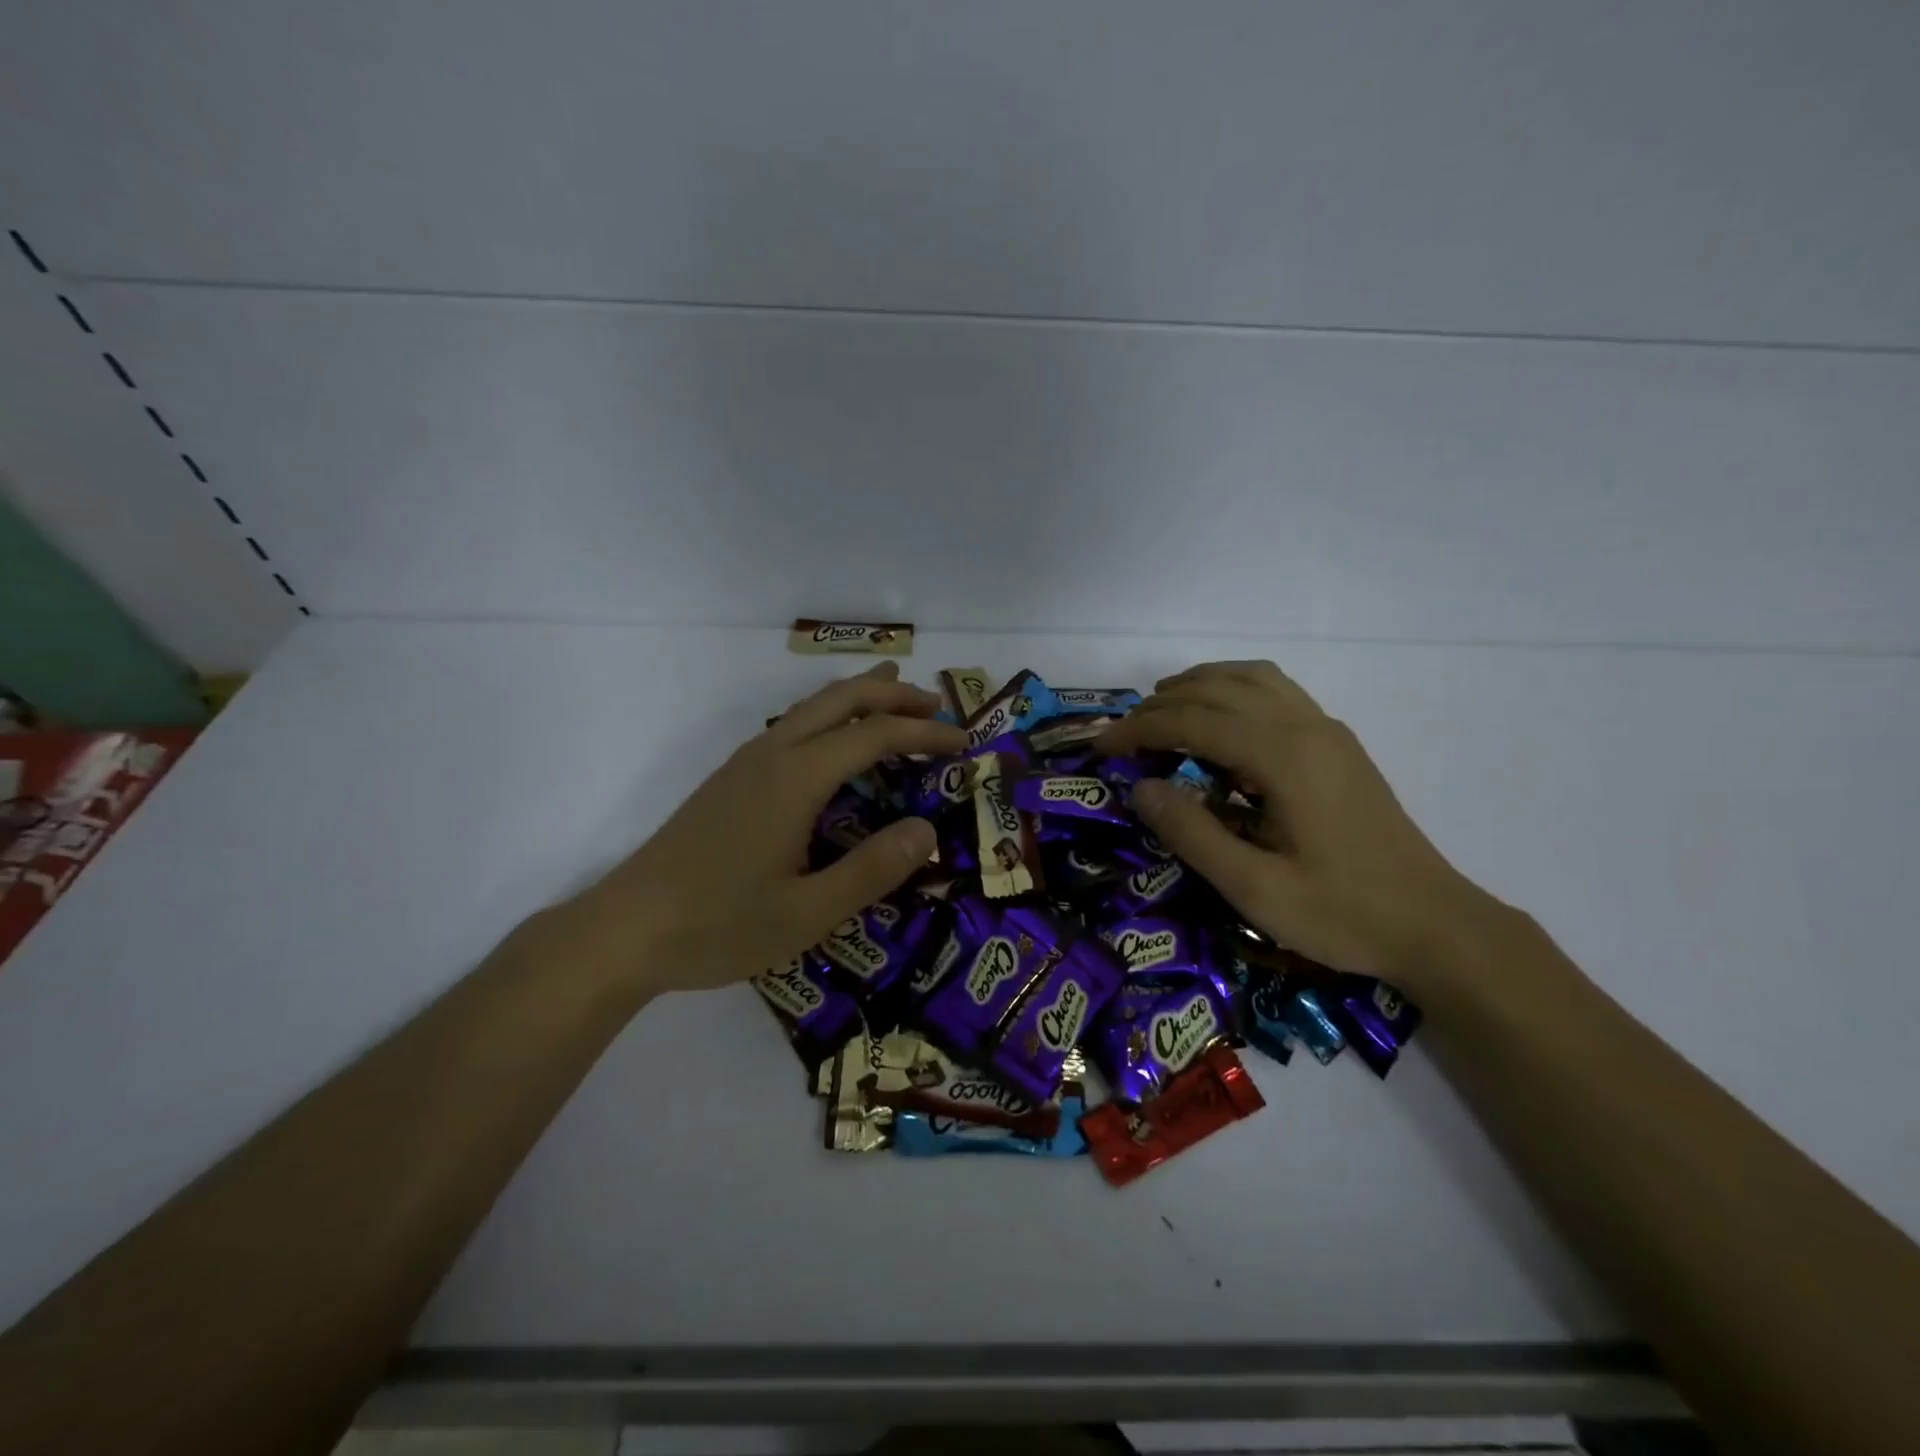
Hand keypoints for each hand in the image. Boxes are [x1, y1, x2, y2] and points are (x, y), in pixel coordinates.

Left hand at [542, 662, 965, 994]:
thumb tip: (927, 830)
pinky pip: (793, 726)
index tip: (963, 741)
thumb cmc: (719, 925)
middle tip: (937, 704)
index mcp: (796, 778)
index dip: (923, 732)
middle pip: (841, 700)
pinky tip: (835, 744)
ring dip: (859, 698)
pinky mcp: (730, 780)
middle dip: (892, 694)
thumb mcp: (808, 913)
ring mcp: (746, 764)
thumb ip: (872, 870)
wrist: (625, 931)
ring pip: (812, 707)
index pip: (873, 735)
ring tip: (894, 697)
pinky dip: (831, 718)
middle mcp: (772, 755)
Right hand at [1099, 660, 1498, 984]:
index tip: (1102, 749)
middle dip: (1161, 705)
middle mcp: (1305, 728)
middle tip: (1123, 735)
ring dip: (1199, 684)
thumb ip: (1193, 834)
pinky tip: (1219, 719)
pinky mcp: (1338, 744)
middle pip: (1218, 690)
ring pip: (1251, 678)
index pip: (1194, 722)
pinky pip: (1276, 691)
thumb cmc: (1342, 913)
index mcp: (1283, 758)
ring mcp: (1327, 731)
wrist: (1434, 924)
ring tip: (1161, 709)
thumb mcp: (1255, 890)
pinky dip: (1234, 689)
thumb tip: (1141, 787)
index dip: (1140, 730)